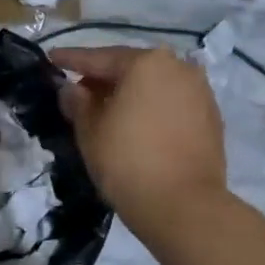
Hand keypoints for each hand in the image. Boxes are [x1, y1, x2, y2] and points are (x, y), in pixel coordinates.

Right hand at [52, 45, 227, 237]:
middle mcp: (178, 67)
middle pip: (131, 68)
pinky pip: (172, 104)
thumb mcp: (90, 131)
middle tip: (78, 91)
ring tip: (107, 110)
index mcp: (146, 63)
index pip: (100, 58)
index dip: (72, 59)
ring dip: (130, 94)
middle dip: (104, 78)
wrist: (183, 206)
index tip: (52, 58)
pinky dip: (151, 108)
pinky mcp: (211, 117)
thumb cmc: (127, 162)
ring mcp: (200, 92)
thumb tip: (72, 88)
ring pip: (154, 86)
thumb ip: (78, 103)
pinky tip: (136, 125)